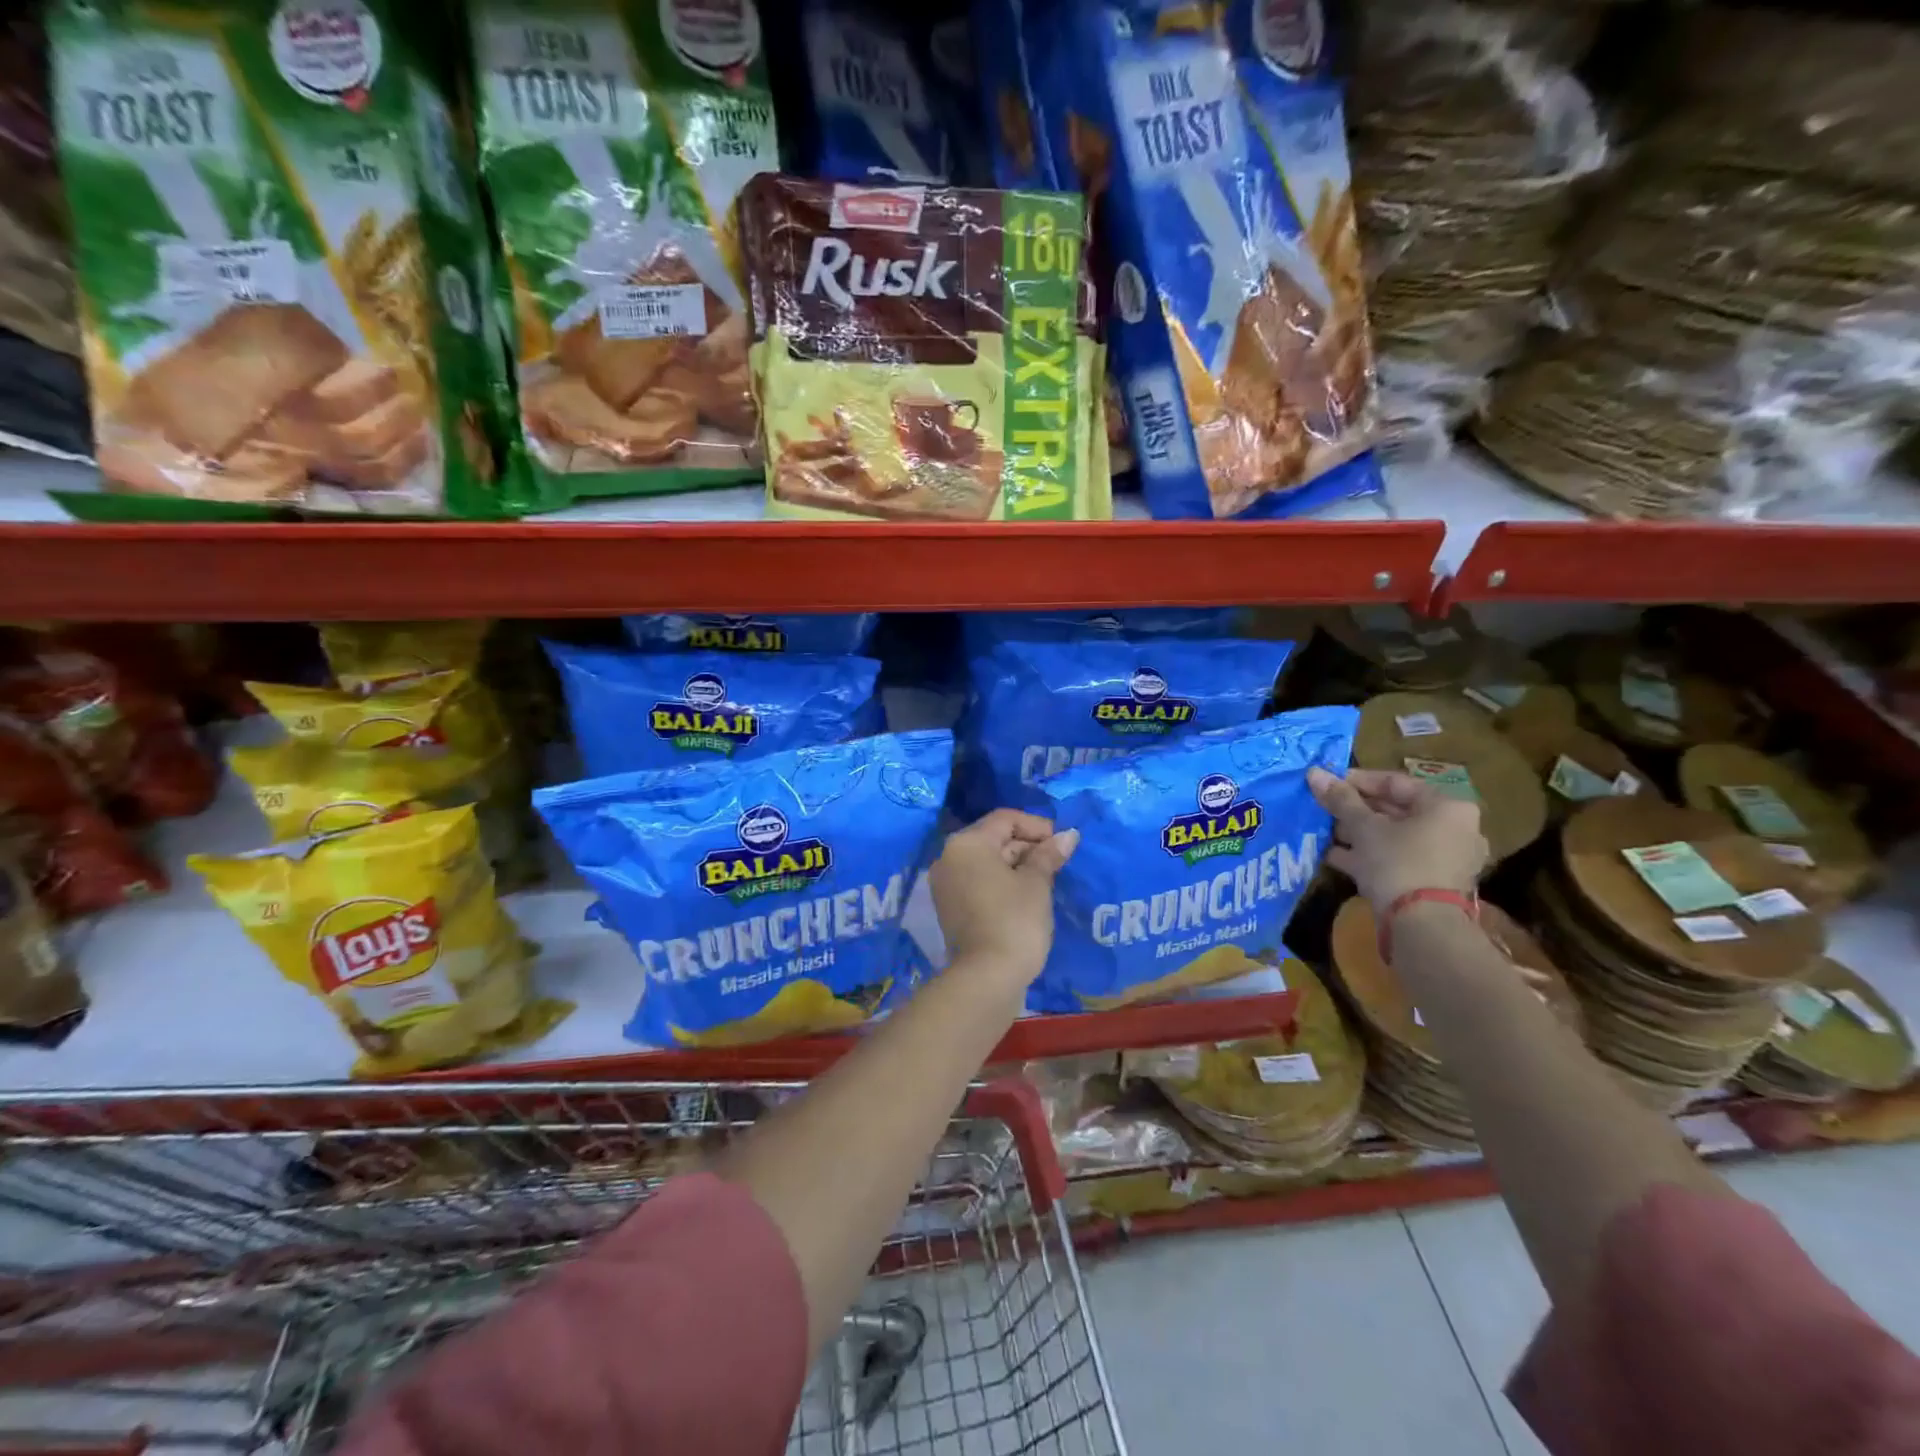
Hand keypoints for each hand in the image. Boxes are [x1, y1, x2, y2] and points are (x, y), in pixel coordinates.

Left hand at [931, 809, 1078, 989]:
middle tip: (1058, 862)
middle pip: (993, 838)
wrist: (987, 978)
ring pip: (986, 862)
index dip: (1037, 826)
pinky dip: (1001, 882)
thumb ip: (1049, 855)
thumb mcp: (1036, 883)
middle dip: (1027, 846)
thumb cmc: (1015, 920)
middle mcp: (949, 857)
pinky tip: (1027, 896)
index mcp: (967, 843)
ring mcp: (945, 884)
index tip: (1062, 842)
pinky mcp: (950, 907)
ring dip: (1017, 865)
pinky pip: (978, 882)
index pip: (1005, 819)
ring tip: (1048, 879)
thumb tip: (1068, 835)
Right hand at [1308, 767, 1487, 911]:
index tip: (1327, 783)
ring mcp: (1445, 859)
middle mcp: (1454, 829)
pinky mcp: (1433, 883)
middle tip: (1324, 808)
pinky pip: (1397, 859)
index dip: (1357, 780)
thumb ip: (1340, 799)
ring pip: (1394, 837)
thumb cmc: (1398, 862)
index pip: (1395, 782)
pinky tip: (1334, 856)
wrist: (1422, 925)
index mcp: (1447, 807)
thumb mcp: (1364, 827)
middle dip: (1356, 809)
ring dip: (1358, 833)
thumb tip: (1314, 773)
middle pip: (1396, 810)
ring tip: (1324, 831)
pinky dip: (1369, 855)